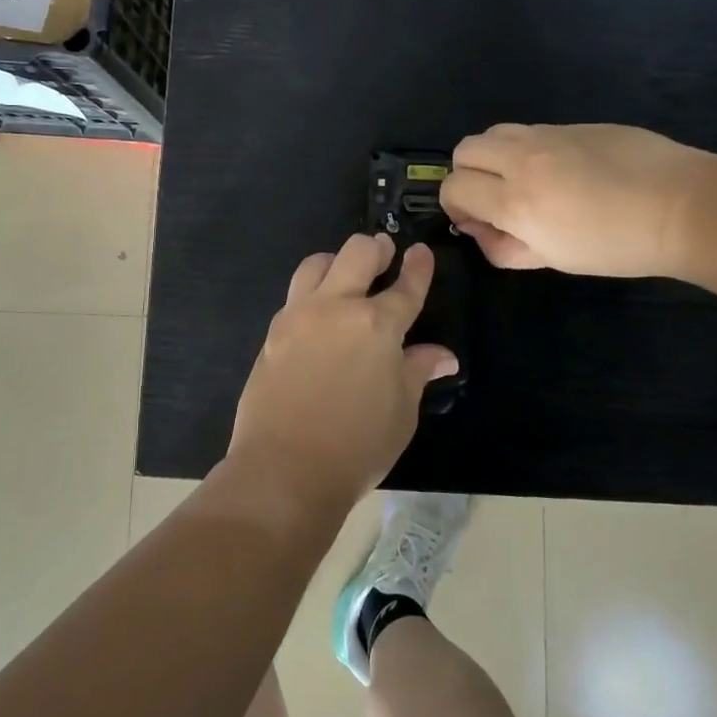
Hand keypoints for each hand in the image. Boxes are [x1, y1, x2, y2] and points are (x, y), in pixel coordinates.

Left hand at [226, 233, 458, 516]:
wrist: (284, 469)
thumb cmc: (357, 446)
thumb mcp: (401, 412)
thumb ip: (417, 372)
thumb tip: (443, 356)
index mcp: (377, 325)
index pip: (405, 287)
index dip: (418, 267)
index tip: (421, 252)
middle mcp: (337, 307)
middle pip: (357, 253)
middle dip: (376, 248)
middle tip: (385, 253)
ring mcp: (299, 315)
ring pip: (317, 263)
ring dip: (337, 261)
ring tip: (346, 274)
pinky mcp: (273, 331)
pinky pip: (295, 295)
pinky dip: (312, 291)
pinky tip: (320, 312)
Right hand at [439, 123, 708, 276]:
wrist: (684, 207)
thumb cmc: (618, 246)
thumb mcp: (555, 260)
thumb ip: (506, 248)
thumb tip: (483, 232)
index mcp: (515, 201)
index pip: (454, 188)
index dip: (455, 207)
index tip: (477, 222)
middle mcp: (522, 159)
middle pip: (464, 150)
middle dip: (467, 175)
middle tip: (493, 199)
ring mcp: (549, 135)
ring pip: (494, 132)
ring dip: (494, 156)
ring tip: (522, 180)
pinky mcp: (574, 124)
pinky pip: (532, 131)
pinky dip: (527, 149)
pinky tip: (562, 171)